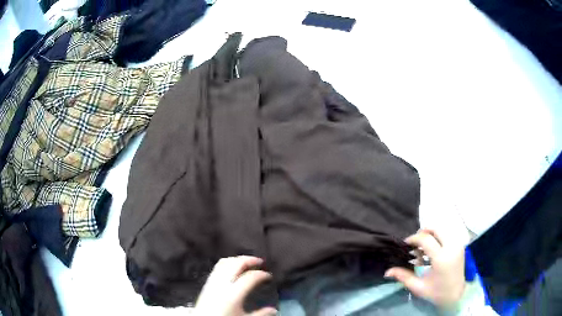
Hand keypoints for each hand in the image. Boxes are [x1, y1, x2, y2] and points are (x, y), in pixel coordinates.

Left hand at [194, 256, 276, 315]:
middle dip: (249, 260)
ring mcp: (212, 282)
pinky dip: (227, 263)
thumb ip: (260, 314)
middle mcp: (222, 284)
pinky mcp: (207, 283)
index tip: (268, 276)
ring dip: (237, 260)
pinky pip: (217, 267)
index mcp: (233, 294)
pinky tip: (233, 268)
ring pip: (225, 263)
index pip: (250, 277)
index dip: (261, 274)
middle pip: (236, 264)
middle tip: (259, 261)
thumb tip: (274, 310)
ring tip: (247, 262)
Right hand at [384, 229, 465, 307]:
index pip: (426, 239)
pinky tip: (432, 250)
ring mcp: (458, 245)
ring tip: (423, 248)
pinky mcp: (460, 245)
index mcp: (441, 258)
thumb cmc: (436, 293)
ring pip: (442, 230)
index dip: (414, 238)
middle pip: (436, 229)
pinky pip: (447, 235)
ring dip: (430, 235)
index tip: (405, 244)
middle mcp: (452, 247)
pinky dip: (438, 238)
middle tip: (414, 244)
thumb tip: (387, 271)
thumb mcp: (418, 287)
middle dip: (422, 233)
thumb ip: (403, 277)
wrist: (456, 294)